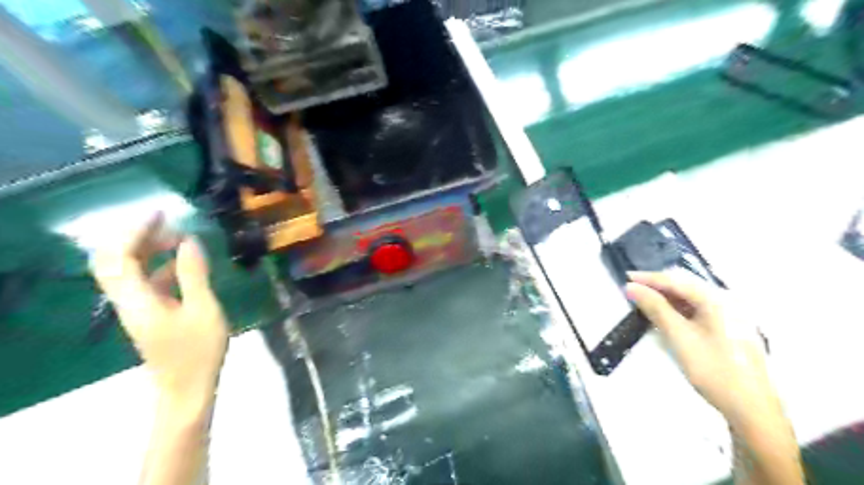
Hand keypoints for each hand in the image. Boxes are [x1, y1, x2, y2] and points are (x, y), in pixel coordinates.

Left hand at [92, 212, 229, 404]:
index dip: (136, 231)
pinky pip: (146, 282)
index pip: (119, 257)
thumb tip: (190, 241)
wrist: (188, 387)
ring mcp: (137, 308)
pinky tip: (184, 264)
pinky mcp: (149, 314)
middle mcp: (129, 301)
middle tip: (169, 224)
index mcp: (137, 300)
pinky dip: (161, 266)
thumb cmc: (198, 350)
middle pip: (115, 261)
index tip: (162, 214)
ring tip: (180, 239)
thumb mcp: (204, 308)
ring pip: (130, 271)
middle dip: (138, 237)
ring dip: (150, 250)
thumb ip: (194, 274)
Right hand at [625, 271, 780, 426]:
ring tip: (644, 301)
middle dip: (658, 286)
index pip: (676, 280)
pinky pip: (698, 310)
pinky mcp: (729, 329)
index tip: (625, 277)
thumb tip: (632, 287)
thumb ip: (655, 308)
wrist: (752, 408)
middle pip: (686, 286)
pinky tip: (667, 316)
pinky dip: (679, 310)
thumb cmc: (713, 369)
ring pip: (692, 298)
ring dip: (667, 298)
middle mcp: (727, 301)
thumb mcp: (679, 336)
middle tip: (632, 289)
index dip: (649, 278)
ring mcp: (731, 315)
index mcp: (717, 299)